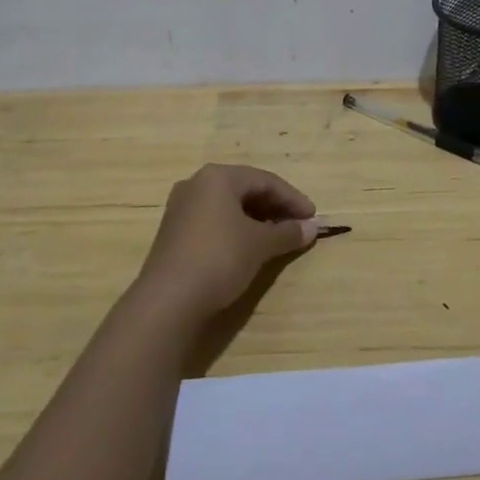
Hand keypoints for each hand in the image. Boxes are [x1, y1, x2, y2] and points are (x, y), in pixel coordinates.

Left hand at [133, 164, 319, 322]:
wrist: (167, 302)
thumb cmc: (219, 258)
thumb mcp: (260, 245)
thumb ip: (288, 233)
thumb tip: (312, 227)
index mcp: (218, 177)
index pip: (265, 180)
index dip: (292, 198)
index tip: (312, 217)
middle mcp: (197, 184)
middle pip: (245, 190)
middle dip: (275, 207)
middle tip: (297, 226)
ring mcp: (181, 208)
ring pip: (228, 207)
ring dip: (257, 220)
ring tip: (277, 238)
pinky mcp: (174, 233)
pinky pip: (214, 221)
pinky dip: (236, 230)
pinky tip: (249, 247)